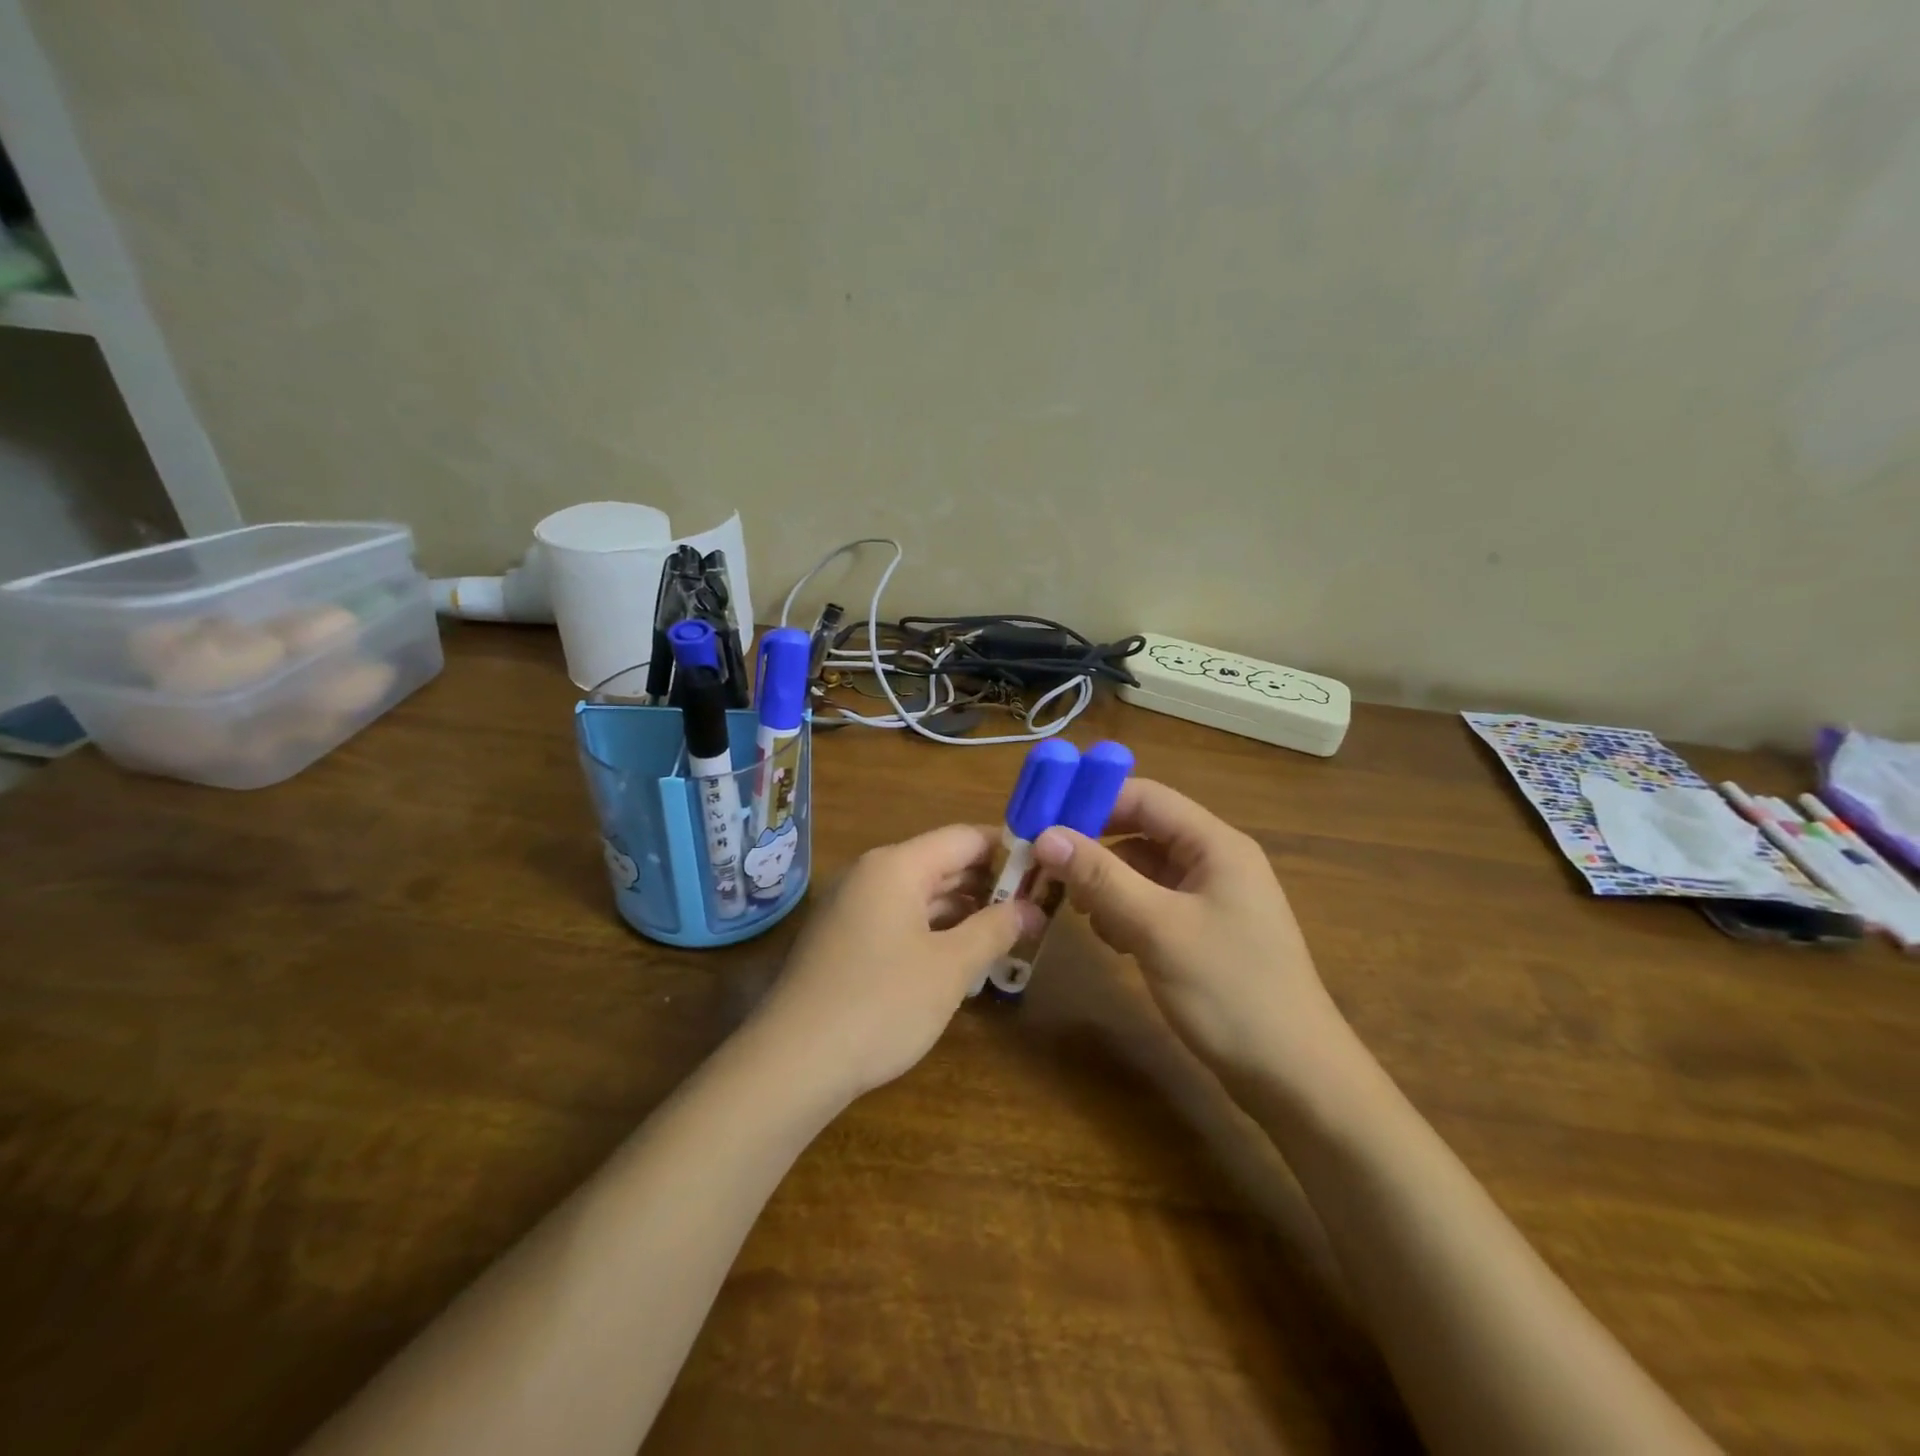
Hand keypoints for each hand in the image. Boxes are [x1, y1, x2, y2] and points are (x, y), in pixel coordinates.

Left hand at [753, 825, 1043, 1101]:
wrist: (792, 1063)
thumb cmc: (881, 1004)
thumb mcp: (950, 967)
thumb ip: (994, 929)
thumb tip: (1031, 908)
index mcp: (896, 865)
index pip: (964, 838)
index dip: (1009, 850)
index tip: (1046, 871)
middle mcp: (871, 875)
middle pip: (942, 864)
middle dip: (989, 885)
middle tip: (1036, 909)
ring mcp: (852, 907)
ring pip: (921, 895)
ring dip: (964, 912)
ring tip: (1008, 935)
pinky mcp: (843, 940)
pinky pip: (899, 920)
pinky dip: (933, 931)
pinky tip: (960, 958)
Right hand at [1032, 779, 1350, 1084]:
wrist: (1295, 1079)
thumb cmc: (1230, 991)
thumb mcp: (1158, 928)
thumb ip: (1101, 877)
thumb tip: (1045, 836)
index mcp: (1215, 845)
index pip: (1145, 797)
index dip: (1092, 801)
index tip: (1042, 820)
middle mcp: (1215, 862)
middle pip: (1142, 832)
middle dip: (1095, 848)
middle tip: (1049, 870)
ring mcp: (1211, 899)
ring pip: (1143, 871)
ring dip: (1107, 884)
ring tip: (1081, 913)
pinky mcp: (1204, 933)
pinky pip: (1153, 904)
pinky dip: (1125, 913)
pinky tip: (1113, 941)